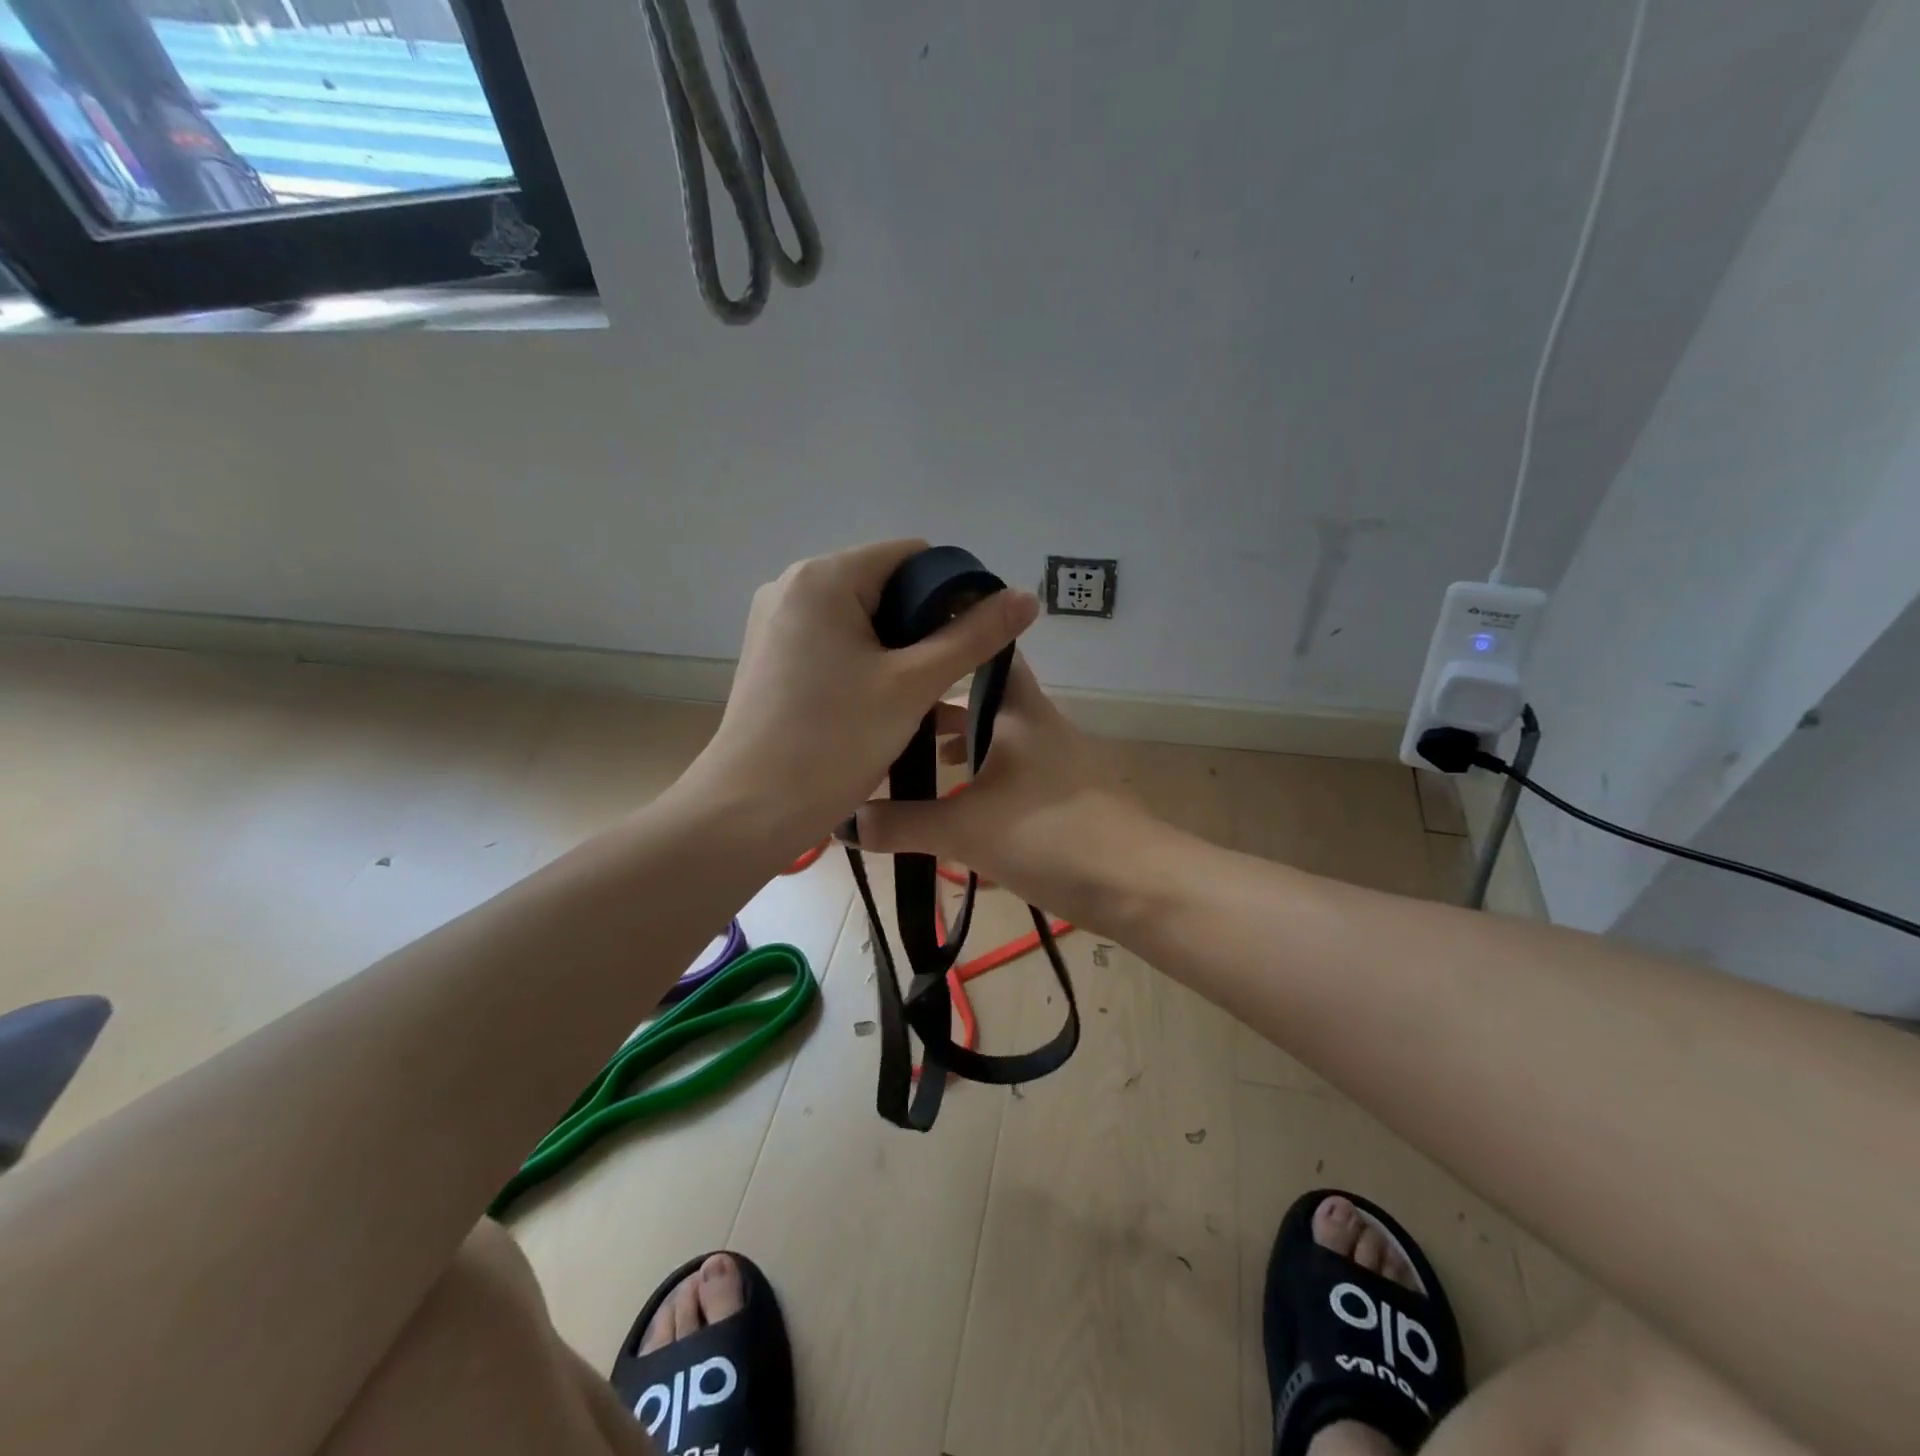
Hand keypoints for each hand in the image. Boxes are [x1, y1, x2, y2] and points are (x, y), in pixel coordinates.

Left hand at [684, 540, 1038, 858]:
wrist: (750, 810)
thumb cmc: (834, 741)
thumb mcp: (913, 686)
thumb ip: (973, 637)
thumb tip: (1026, 597)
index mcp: (824, 577)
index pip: (912, 556)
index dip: (955, 590)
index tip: (976, 638)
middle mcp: (793, 586)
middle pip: (886, 585)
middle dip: (926, 625)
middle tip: (951, 675)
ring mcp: (777, 622)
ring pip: (862, 618)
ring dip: (900, 649)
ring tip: (923, 694)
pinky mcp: (773, 656)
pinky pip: (836, 642)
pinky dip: (868, 662)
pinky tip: (885, 701)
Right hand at [850, 654, 1161, 930]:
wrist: (1137, 884)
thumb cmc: (1049, 836)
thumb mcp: (965, 831)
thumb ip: (902, 826)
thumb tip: (843, 823)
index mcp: (1017, 711)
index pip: (987, 652)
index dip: (952, 640)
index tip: (905, 643)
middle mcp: (1038, 724)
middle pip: (983, 699)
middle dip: (940, 705)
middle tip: (891, 714)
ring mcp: (1055, 758)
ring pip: (997, 736)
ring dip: (961, 745)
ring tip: (916, 762)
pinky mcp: (1063, 792)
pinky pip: (1011, 769)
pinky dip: (982, 777)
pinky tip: (959, 806)